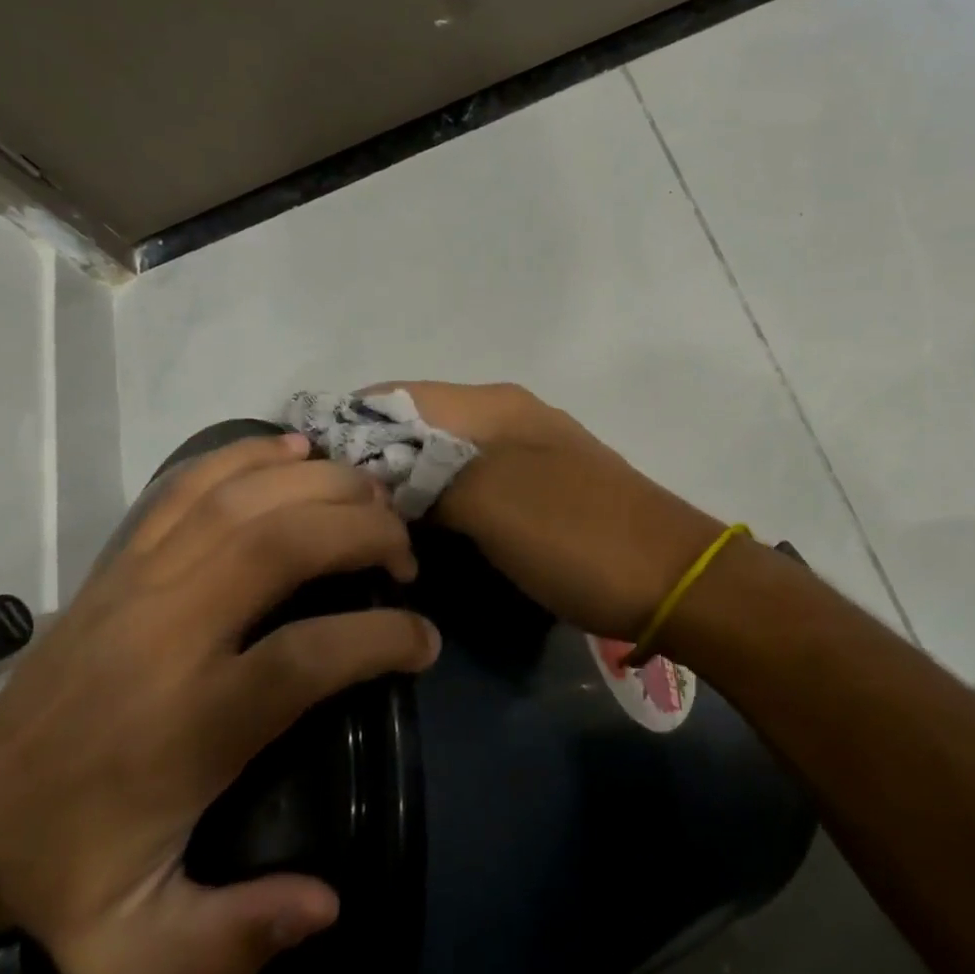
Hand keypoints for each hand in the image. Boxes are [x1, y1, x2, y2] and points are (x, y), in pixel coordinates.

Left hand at [0, 432, 438, 973]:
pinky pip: (192, 484)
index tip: (424, 643)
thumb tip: (326, 902)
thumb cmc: (68, 868)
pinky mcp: (122, 558)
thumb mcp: (131, 952)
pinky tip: (297, 451)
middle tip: (406, 555)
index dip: (383, 638)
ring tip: (374, 499)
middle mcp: (167, 634)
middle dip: (365, 532)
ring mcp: (140, 582)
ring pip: (244, 499)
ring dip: (323, 485)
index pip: (305, 655)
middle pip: (282, 543)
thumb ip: (227, 943)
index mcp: (185, 724)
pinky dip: (250, 455)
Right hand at [367, 382, 726, 639]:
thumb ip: (425, 476)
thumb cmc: (575, 535)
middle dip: (372, 461)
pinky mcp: (540, 491)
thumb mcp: (490, 502)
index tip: (305, 477)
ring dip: (405, 486)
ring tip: (365, 529)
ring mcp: (527, 453)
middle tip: (331, 515)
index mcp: (492, 405)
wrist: (669, 577)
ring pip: (443, 458)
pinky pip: (472, 486)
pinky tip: (421, 537)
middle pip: (417, 425)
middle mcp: (507, 416)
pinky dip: (440, 504)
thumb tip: (373, 472)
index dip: (346, 427)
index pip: (395, 395)